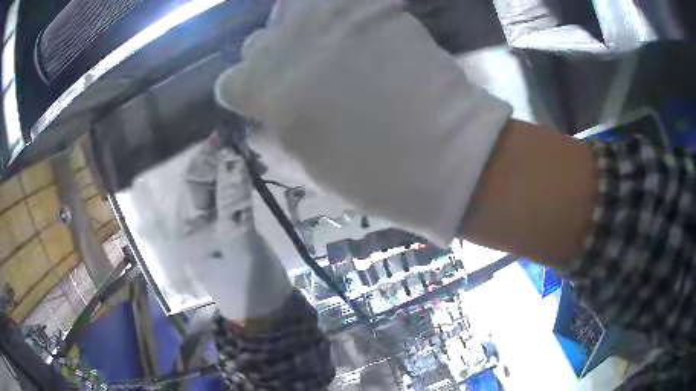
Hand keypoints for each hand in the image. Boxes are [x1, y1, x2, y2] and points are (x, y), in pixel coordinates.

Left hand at [178, 134, 291, 320]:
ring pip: (220, 187)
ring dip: (233, 170)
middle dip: (221, 161)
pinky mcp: (232, 226)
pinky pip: (234, 197)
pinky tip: (255, 172)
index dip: (207, 158)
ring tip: (252, 155)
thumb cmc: (242, 278)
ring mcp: (215, 223)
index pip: (193, 181)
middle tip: (244, 142)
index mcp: (187, 225)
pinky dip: (243, 183)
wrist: (264, 307)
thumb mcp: (236, 238)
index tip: (226, 136)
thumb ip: (232, 197)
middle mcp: (196, 221)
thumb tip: (232, 156)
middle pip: (205, 182)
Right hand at [215, 0, 511, 244]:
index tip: (261, 103)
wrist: (449, 154)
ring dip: (298, 28)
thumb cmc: (377, 176)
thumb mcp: (310, 172)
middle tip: (300, 76)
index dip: (244, 95)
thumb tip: (259, 126)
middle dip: (270, 60)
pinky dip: (342, 12)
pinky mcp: (374, 8)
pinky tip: (360, 33)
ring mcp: (332, 19)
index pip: (230, 82)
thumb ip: (274, 143)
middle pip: (257, 42)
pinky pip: (341, 2)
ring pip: (290, 9)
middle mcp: (290, 45)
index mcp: (268, 91)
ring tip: (325, 47)